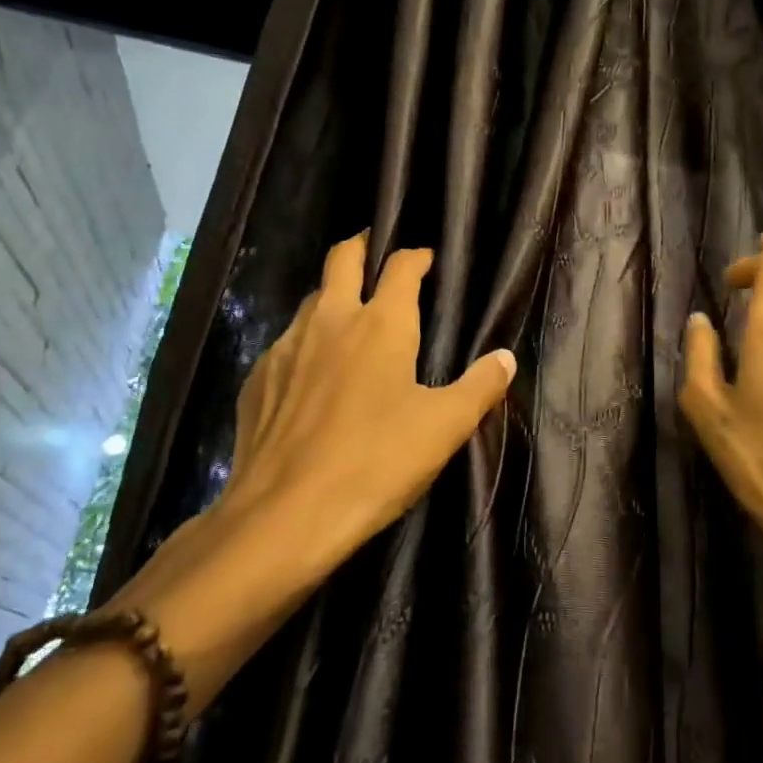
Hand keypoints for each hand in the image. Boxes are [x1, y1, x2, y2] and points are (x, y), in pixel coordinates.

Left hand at [115, 234, 515, 707]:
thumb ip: (479, 387)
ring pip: (310, 299)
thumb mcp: (443, 428)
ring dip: (332, 296)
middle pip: (342, 258)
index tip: (426, 259)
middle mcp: (330, 320)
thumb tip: (505, 358)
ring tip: (348, 317)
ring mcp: (287, 346)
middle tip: (376, 252)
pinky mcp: (257, 379)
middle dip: (362, 246)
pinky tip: (310, 376)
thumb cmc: (375, 463)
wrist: (284, 516)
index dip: (416, 255)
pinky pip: (285, 344)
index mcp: (381, 324)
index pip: (401, 266)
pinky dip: (305, 343)